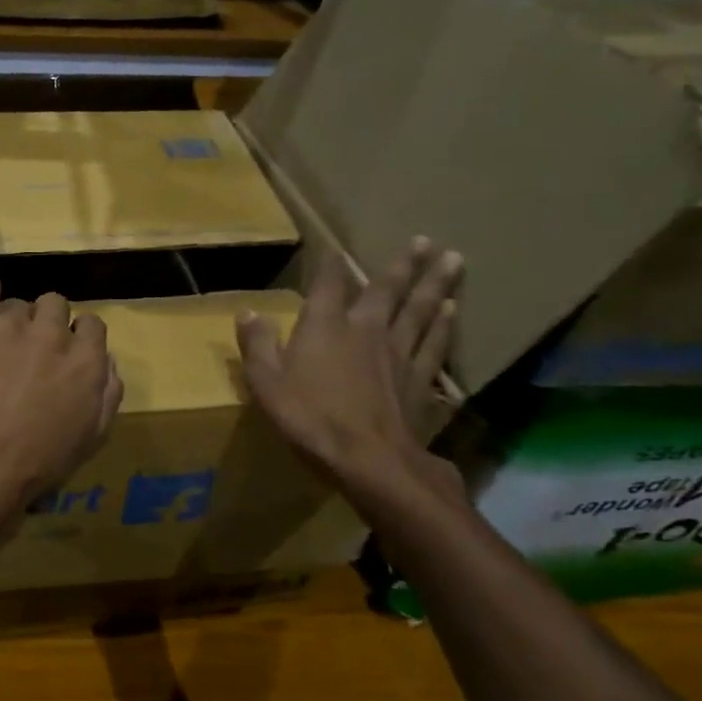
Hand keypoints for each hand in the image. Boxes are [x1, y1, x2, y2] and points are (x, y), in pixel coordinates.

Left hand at [0, 273, 122, 524]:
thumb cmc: (38, 462)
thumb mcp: (92, 438)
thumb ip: (108, 393)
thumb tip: (108, 362)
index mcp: (86, 359)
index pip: (91, 324)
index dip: (77, 339)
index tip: (64, 359)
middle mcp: (51, 333)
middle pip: (55, 305)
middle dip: (47, 326)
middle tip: (30, 356)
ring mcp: (7, 326)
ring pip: (17, 304)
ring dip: (13, 323)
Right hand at [235, 237, 462, 489]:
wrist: (371, 460)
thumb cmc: (310, 418)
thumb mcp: (266, 383)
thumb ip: (258, 344)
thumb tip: (249, 311)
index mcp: (325, 327)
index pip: (328, 285)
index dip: (331, 264)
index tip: (335, 247)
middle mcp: (366, 330)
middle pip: (387, 290)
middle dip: (404, 264)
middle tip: (426, 240)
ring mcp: (399, 353)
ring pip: (420, 309)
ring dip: (434, 283)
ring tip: (452, 259)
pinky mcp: (421, 379)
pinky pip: (434, 342)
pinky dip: (444, 323)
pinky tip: (452, 309)